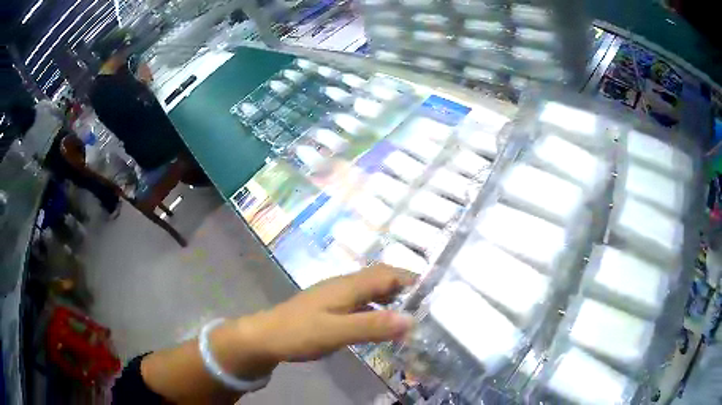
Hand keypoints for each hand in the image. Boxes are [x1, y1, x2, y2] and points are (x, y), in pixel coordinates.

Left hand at [238, 264, 416, 364]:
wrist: (266, 337)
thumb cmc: (299, 333)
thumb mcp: (337, 332)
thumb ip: (372, 326)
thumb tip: (411, 319)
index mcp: (348, 286)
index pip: (387, 274)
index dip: (410, 278)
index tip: (433, 289)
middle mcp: (344, 286)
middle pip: (380, 279)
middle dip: (404, 286)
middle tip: (426, 303)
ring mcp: (335, 296)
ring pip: (370, 291)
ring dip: (391, 297)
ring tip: (410, 313)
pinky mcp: (330, 308)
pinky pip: (360, 303)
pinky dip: (376, 309)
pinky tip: (380, 323)